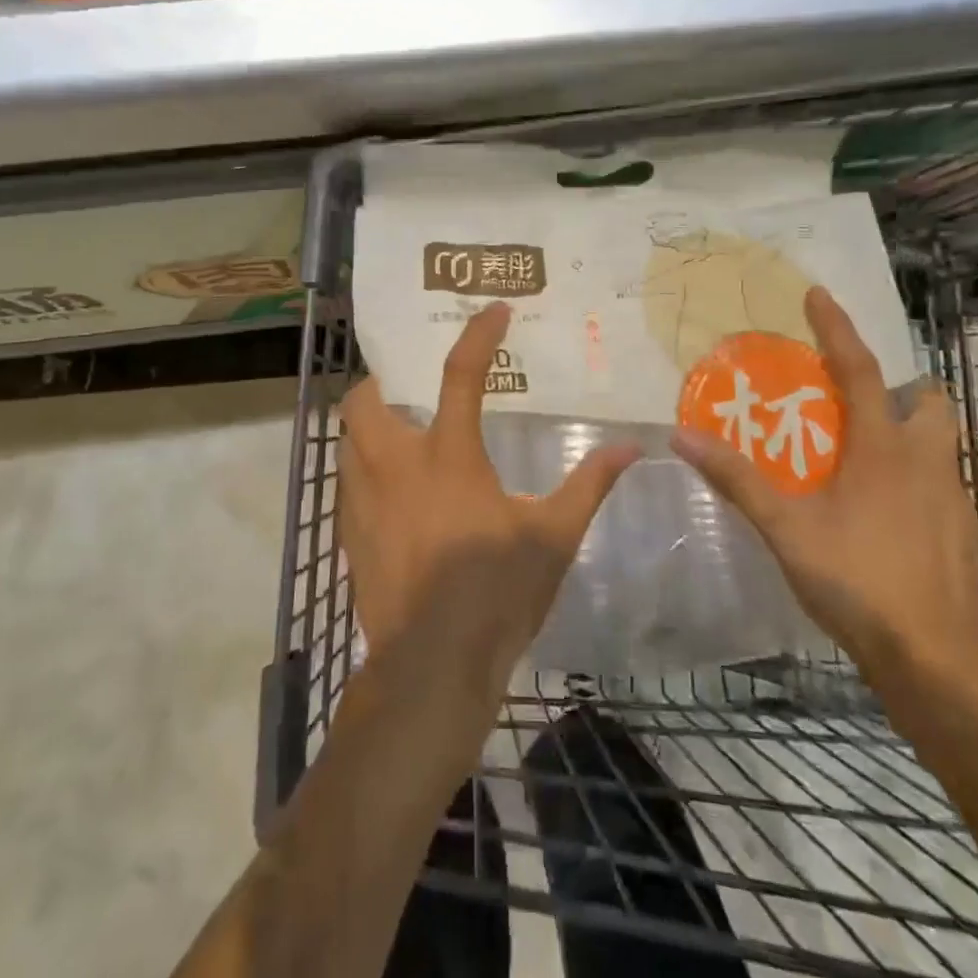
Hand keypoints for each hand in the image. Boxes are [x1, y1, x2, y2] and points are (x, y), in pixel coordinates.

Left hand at [337, 303, 638, 689]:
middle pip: (364, 399)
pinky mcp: (349, 534)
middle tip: (409, 389)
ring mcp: (363, 499)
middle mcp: (395, 464)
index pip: (461, 374)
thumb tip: (632, 448)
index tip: (494, 311)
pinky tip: (392, 492)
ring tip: (400, 434)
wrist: (431, 667)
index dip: (479, 335)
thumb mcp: (554, 537)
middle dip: (381, 382)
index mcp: (448, 455)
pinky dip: (363, 469)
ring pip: (346, 439)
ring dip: (368, 426)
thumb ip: (588, 485)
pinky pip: (347, 482)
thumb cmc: (496, 592)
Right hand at [671, 288, 977, 685]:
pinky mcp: (960, 531)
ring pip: (940, 440)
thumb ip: (736, 479)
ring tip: (862, 447)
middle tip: (854, 395)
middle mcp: (926, 461)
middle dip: (899, 385)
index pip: (860, 369)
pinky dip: (912, 471)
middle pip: (927, 400)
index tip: (818, 294)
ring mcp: (951, 497)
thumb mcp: (785, 528)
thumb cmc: (857, 580)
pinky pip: (939, 479)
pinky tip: (880, 505)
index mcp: (883, 449)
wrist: (932, 660)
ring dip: (908, 428)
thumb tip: (682, 437)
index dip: (837, 328)